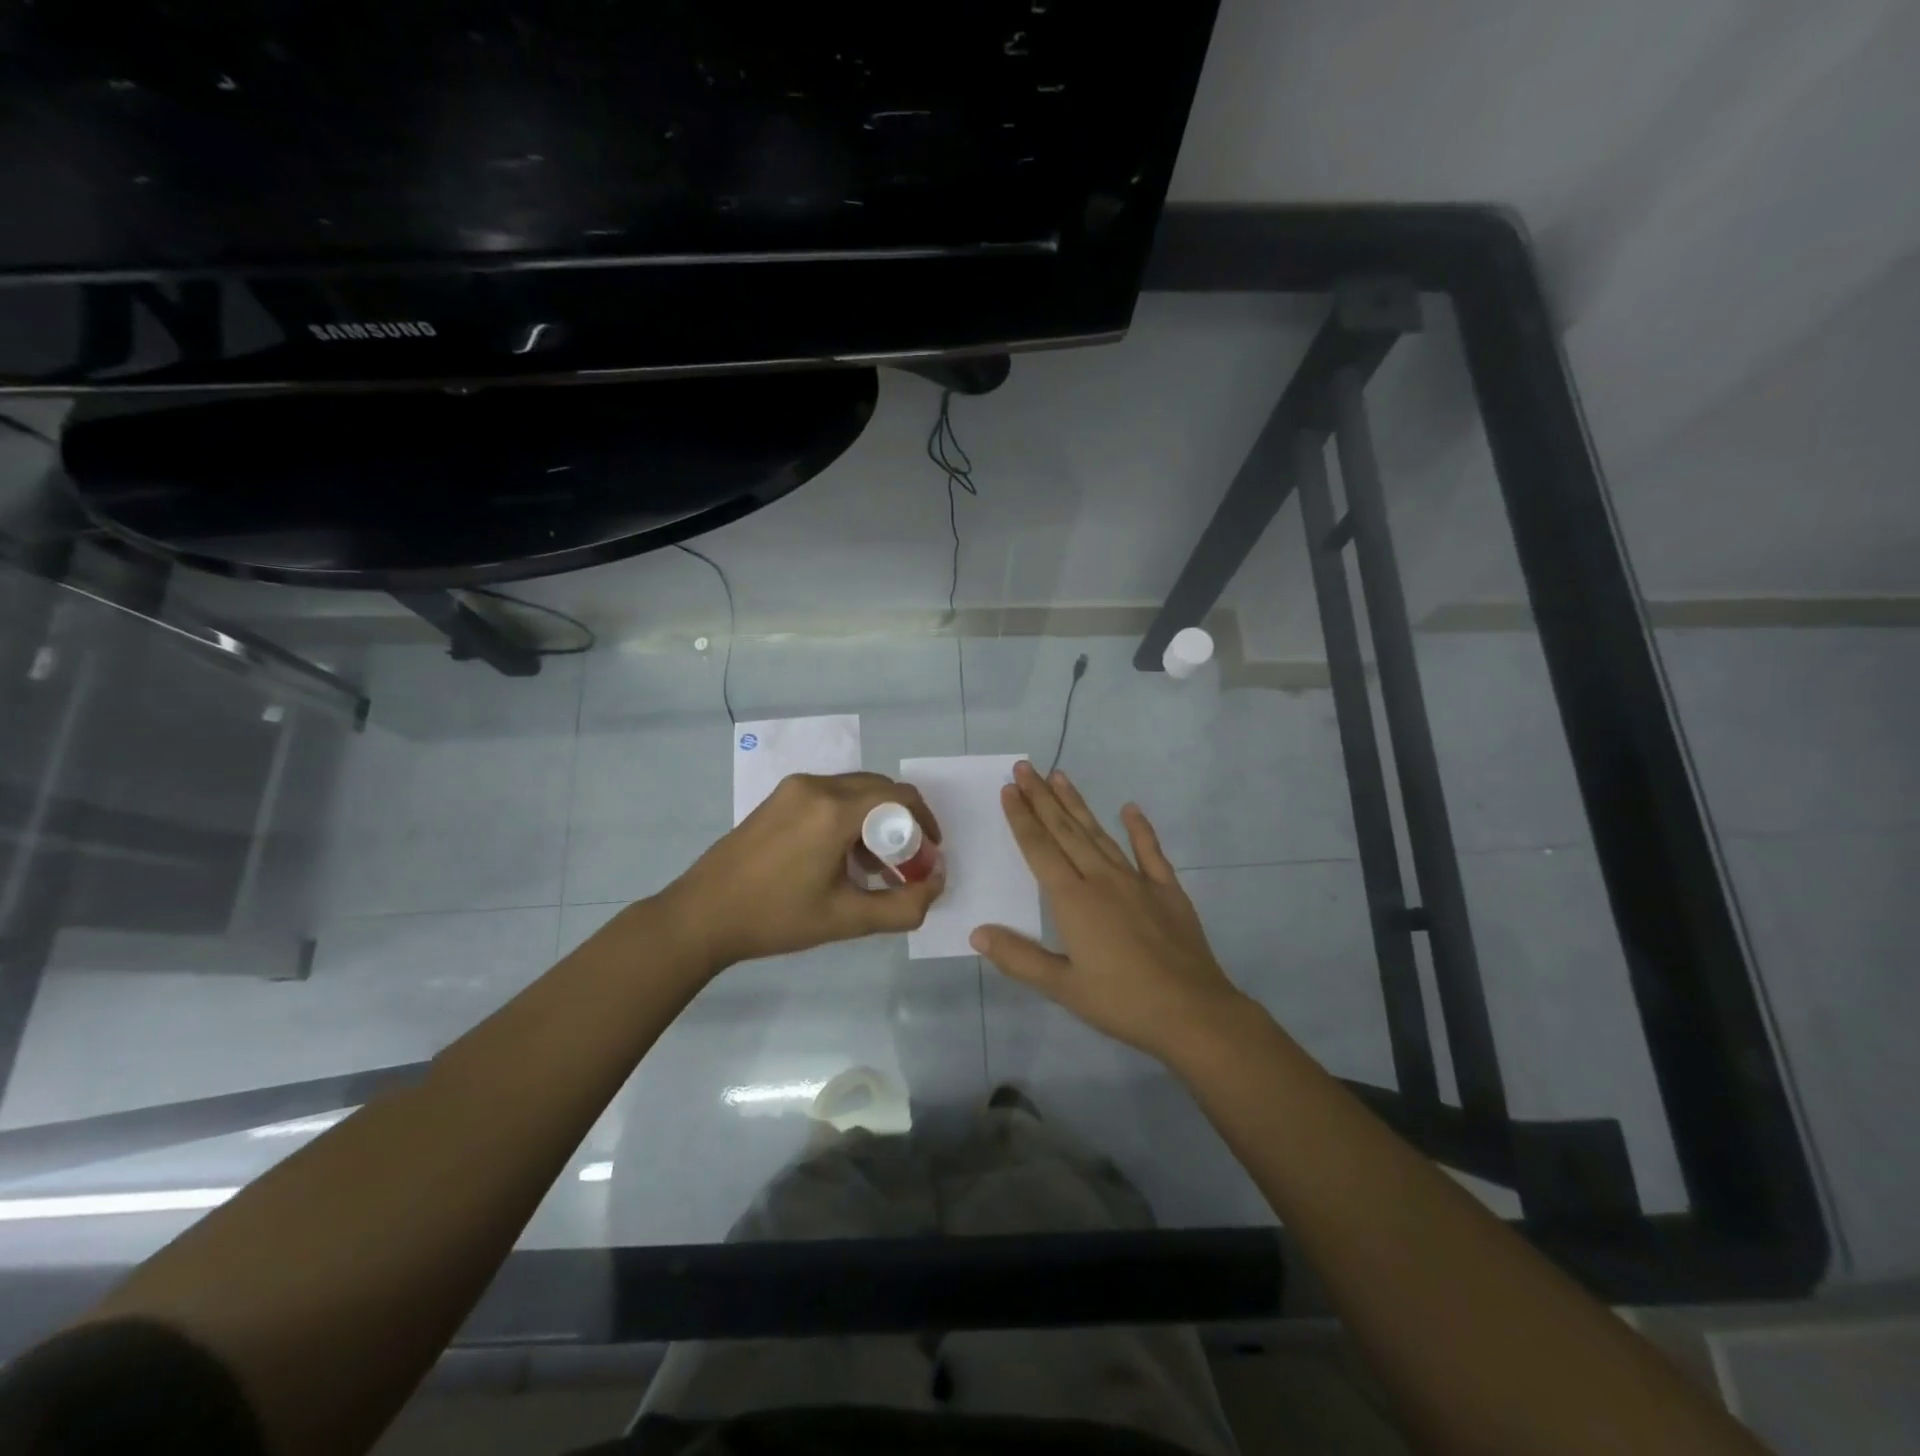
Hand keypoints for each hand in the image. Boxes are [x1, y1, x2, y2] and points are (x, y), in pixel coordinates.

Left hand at [660, 771, 943, 971]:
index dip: (926, 823)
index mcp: (835, 811)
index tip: (930, 854)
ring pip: (855, 791)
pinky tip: (841, 857)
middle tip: (906, 862)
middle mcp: (817, 787)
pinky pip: (830, 796)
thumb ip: (903, 905)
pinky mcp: (779, 797)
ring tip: (875, 867)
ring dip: (875, 820)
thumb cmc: (776, 918)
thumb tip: (937, 883)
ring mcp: (794, 788)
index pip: (901, 797)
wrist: (702, 916)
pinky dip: (849, 817)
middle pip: (880, 789)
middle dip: (902, 822)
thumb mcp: (847, 920)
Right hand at [971, 762, 1249, 1062]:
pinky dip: (1140, 828)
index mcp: (1073, 900)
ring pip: (1100, 833)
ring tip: (1060, 776)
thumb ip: (1019, 958)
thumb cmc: (1122, 1002)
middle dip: (1042, 798)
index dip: (1022, 818)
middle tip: (1025, 767)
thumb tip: (977, 932)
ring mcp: (1137, 881)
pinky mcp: (1167, 890)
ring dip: (1077, 804)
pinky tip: (1130, 808)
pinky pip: (1150, 851)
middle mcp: (1102, 879)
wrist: (1192, 1012)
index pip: (1039, 849)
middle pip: (1065, 830)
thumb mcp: (1063, 987)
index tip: (1009, 789)